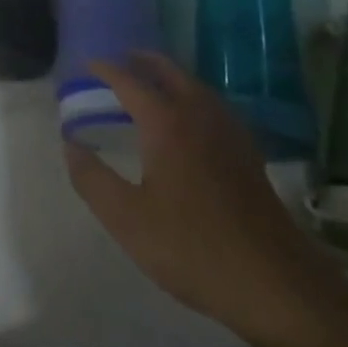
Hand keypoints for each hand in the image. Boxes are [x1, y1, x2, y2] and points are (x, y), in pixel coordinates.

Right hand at [64, 51, 335, 342]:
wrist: (275, 285)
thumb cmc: (192, 248)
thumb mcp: (126, 218)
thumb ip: (92, 178)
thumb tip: (71, 145)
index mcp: (166, 124)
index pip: (130, 82)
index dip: (106, 70)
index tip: (86, 66)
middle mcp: (199, 116)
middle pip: (170, 72)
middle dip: (143, 61)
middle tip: (119, 61)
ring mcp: (230, 134)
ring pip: (196, 87)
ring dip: (170, 76)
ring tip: (149, 82)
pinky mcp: (248, 156)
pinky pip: (214, 107)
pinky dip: (193, 97)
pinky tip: (189, 120)